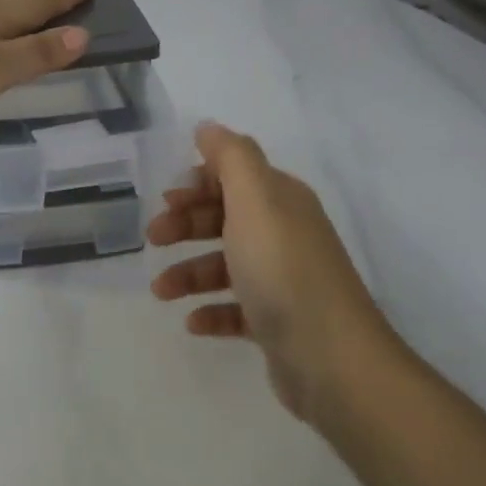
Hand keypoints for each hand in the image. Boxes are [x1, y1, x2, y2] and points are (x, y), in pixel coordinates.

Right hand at [147, 123, 409, 425]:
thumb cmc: (282, 270)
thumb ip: (231, 157)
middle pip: (226, 218)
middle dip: (186, 225)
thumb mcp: (254, 199)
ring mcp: (283, 280)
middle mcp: (284, 234)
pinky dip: (211, 311)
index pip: (236, 176)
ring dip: (189, 273)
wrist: (331, 358)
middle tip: (153, 239)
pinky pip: (236, 310)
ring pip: (226, 265)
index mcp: (281, 201)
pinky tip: (193, 322)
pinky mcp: (278, 322)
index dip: (199, 183)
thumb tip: (209, 127)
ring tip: (162, 292)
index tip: (165, 200)